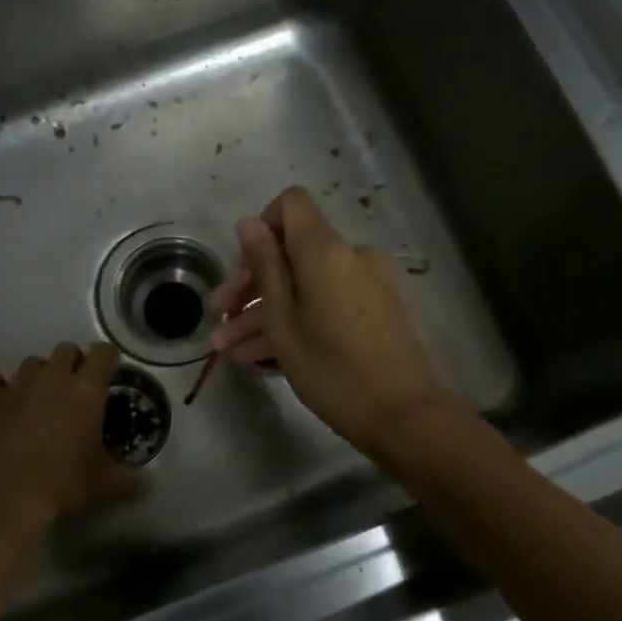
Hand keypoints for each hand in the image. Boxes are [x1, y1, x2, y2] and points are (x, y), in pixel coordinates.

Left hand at [0, 341, 142, 531]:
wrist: (4, 496)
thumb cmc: (62, 484)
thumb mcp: (101, 483)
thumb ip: (126, 479)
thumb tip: (147, 484)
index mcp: (86, 391)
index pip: (103, 353)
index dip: (108, 359)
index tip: (109, 372)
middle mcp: (53, 378)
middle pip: (66, 349)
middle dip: (73, 363)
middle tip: (74, 388)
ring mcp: (17, 384)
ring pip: (32, 362)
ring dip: (39, 374)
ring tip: (38, 397)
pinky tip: (1, 399)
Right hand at [207, 188, 459, 458]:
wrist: (403, 415)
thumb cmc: (332, 370)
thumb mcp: (283, 322)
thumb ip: (265, 267)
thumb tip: (249, 222)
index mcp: (325, 251)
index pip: (291, 204)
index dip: (261, 228)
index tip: (241, 267)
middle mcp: (350, 256)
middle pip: (292, 251)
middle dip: (251, 283)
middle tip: (217, 317)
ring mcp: (366, 283)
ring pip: (305, 284)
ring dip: (266, 312)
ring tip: (229, 350)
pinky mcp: (375, 309)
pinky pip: (326, 301)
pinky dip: (297, 319)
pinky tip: (260, 356)